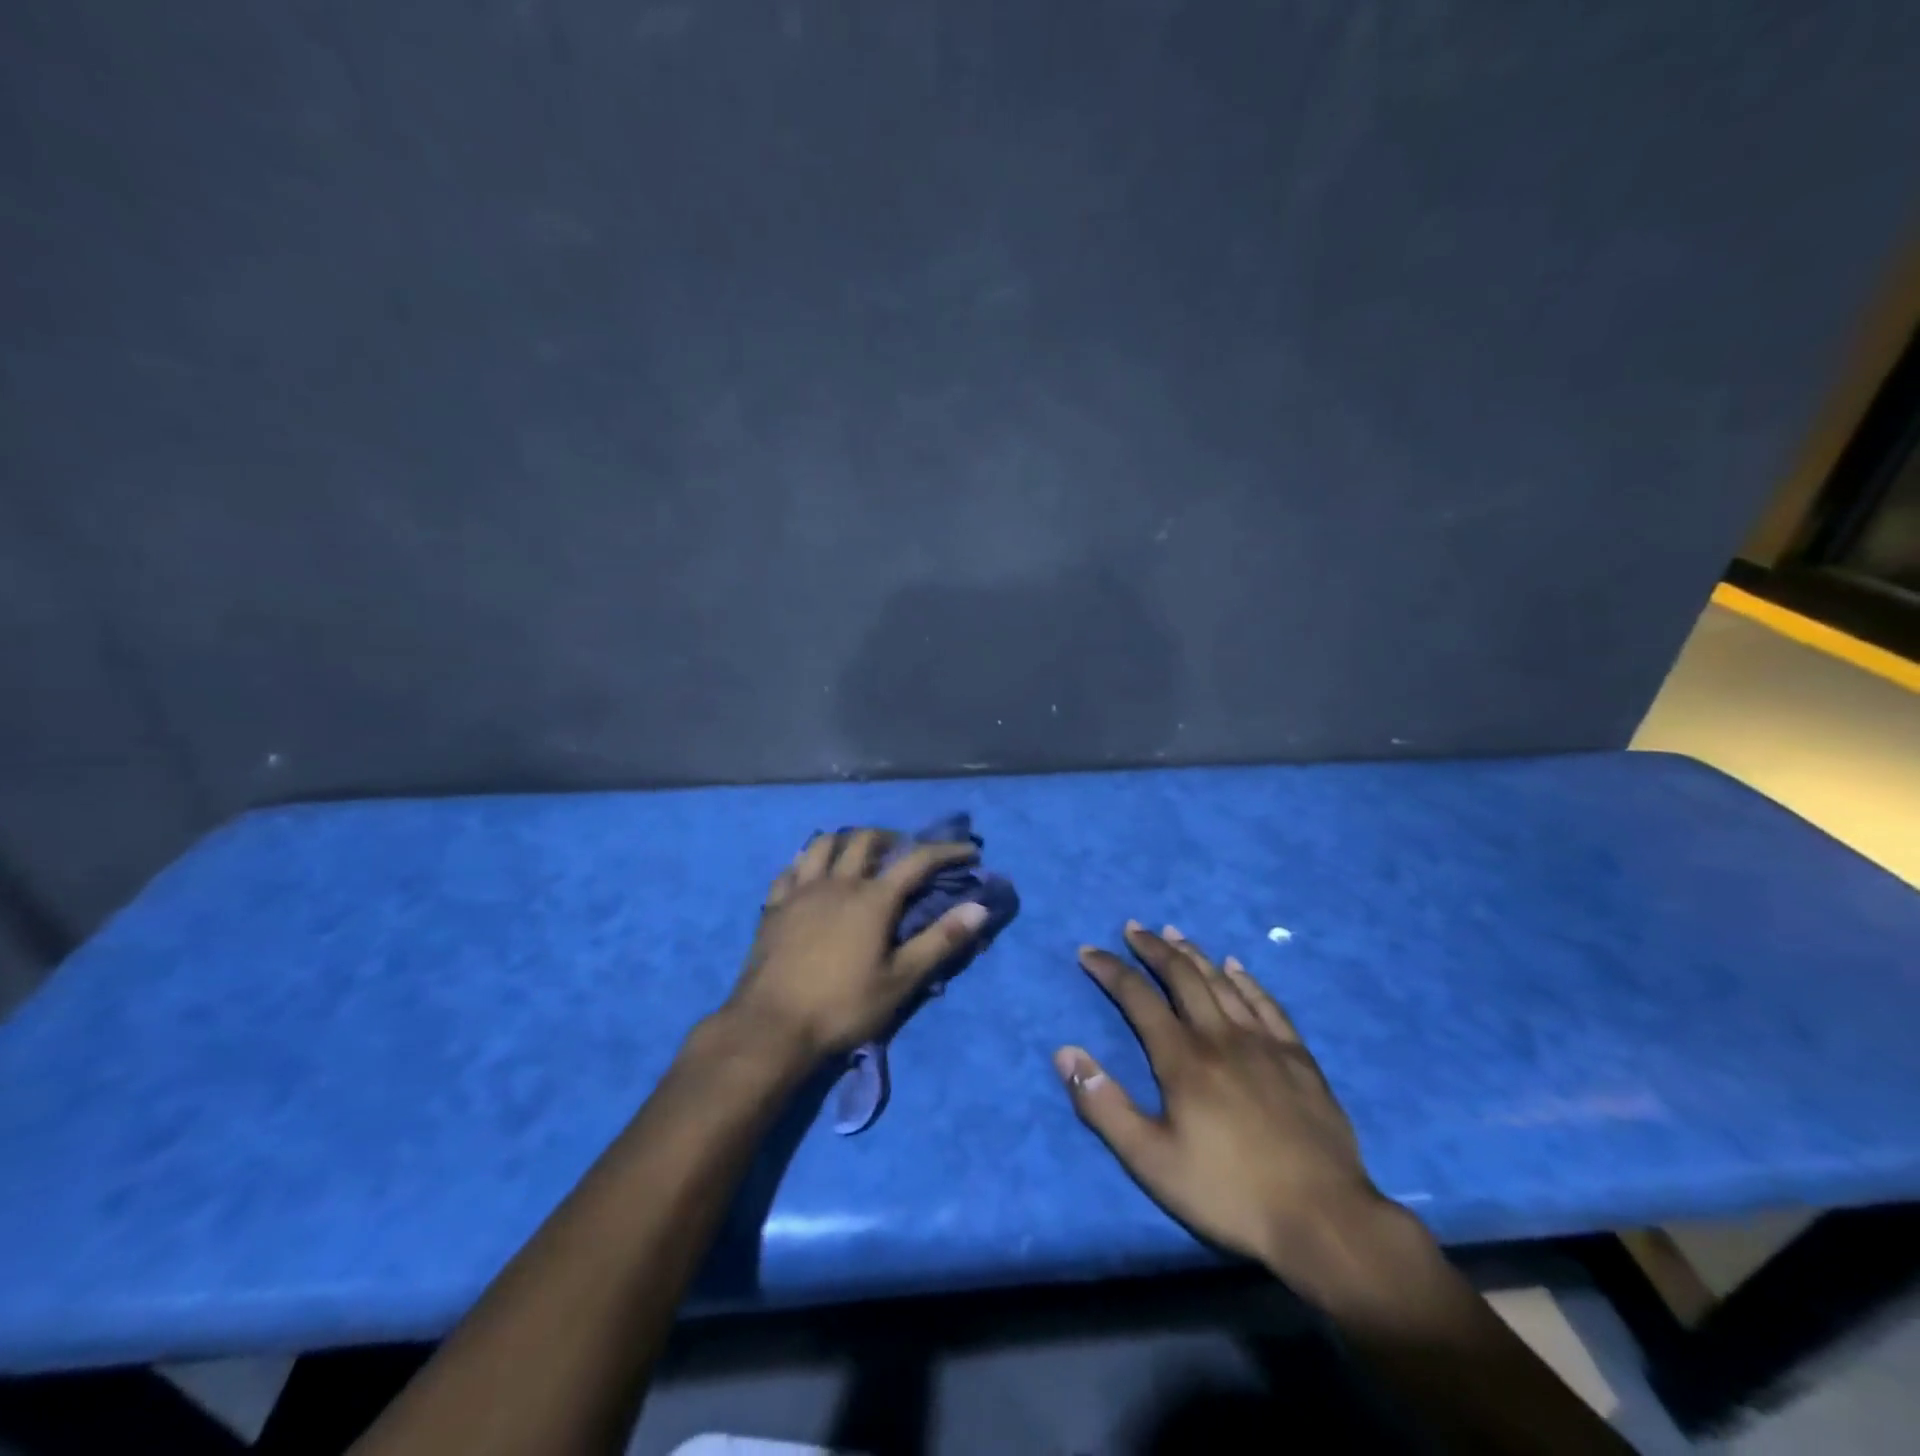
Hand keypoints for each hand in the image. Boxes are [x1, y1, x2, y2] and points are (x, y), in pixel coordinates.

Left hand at [725, 829, 989, 1063]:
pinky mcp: (775, 905)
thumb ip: (940, 941)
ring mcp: (802, 890)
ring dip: (848, 840)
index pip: (917, 860)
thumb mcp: (901, 980)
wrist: (771, 1027)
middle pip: (867, 839)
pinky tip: (814, 874)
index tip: (969, 851)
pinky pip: (793, 868)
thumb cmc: (843, 1006)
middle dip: (894, 838)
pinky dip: (810, 861)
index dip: (946, 851)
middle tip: (908, 853)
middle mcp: (838, 882)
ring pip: (825, 843)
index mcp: (873, 898)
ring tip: (860, 855)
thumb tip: (979, 907)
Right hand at [1056, 923, 1385, 1287]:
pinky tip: (1236, 967)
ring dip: (1194, 954)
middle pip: (1182, 977)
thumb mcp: (1151, 1161)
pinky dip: (1246, 980)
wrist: (1324, 1220)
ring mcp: (1265, 1044)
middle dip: (1153, 949)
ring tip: (1173, 934)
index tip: (1089, 951)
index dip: (1111, 970)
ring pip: (1222, 982)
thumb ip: (1105, 1106)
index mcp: (1183, 1059)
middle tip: (1133, 928)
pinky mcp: (1298, 1058)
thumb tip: (1065, 1051)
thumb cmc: (1229, 1193)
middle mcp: (1221, 1037)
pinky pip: (1267, 1004)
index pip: (1138, 998)